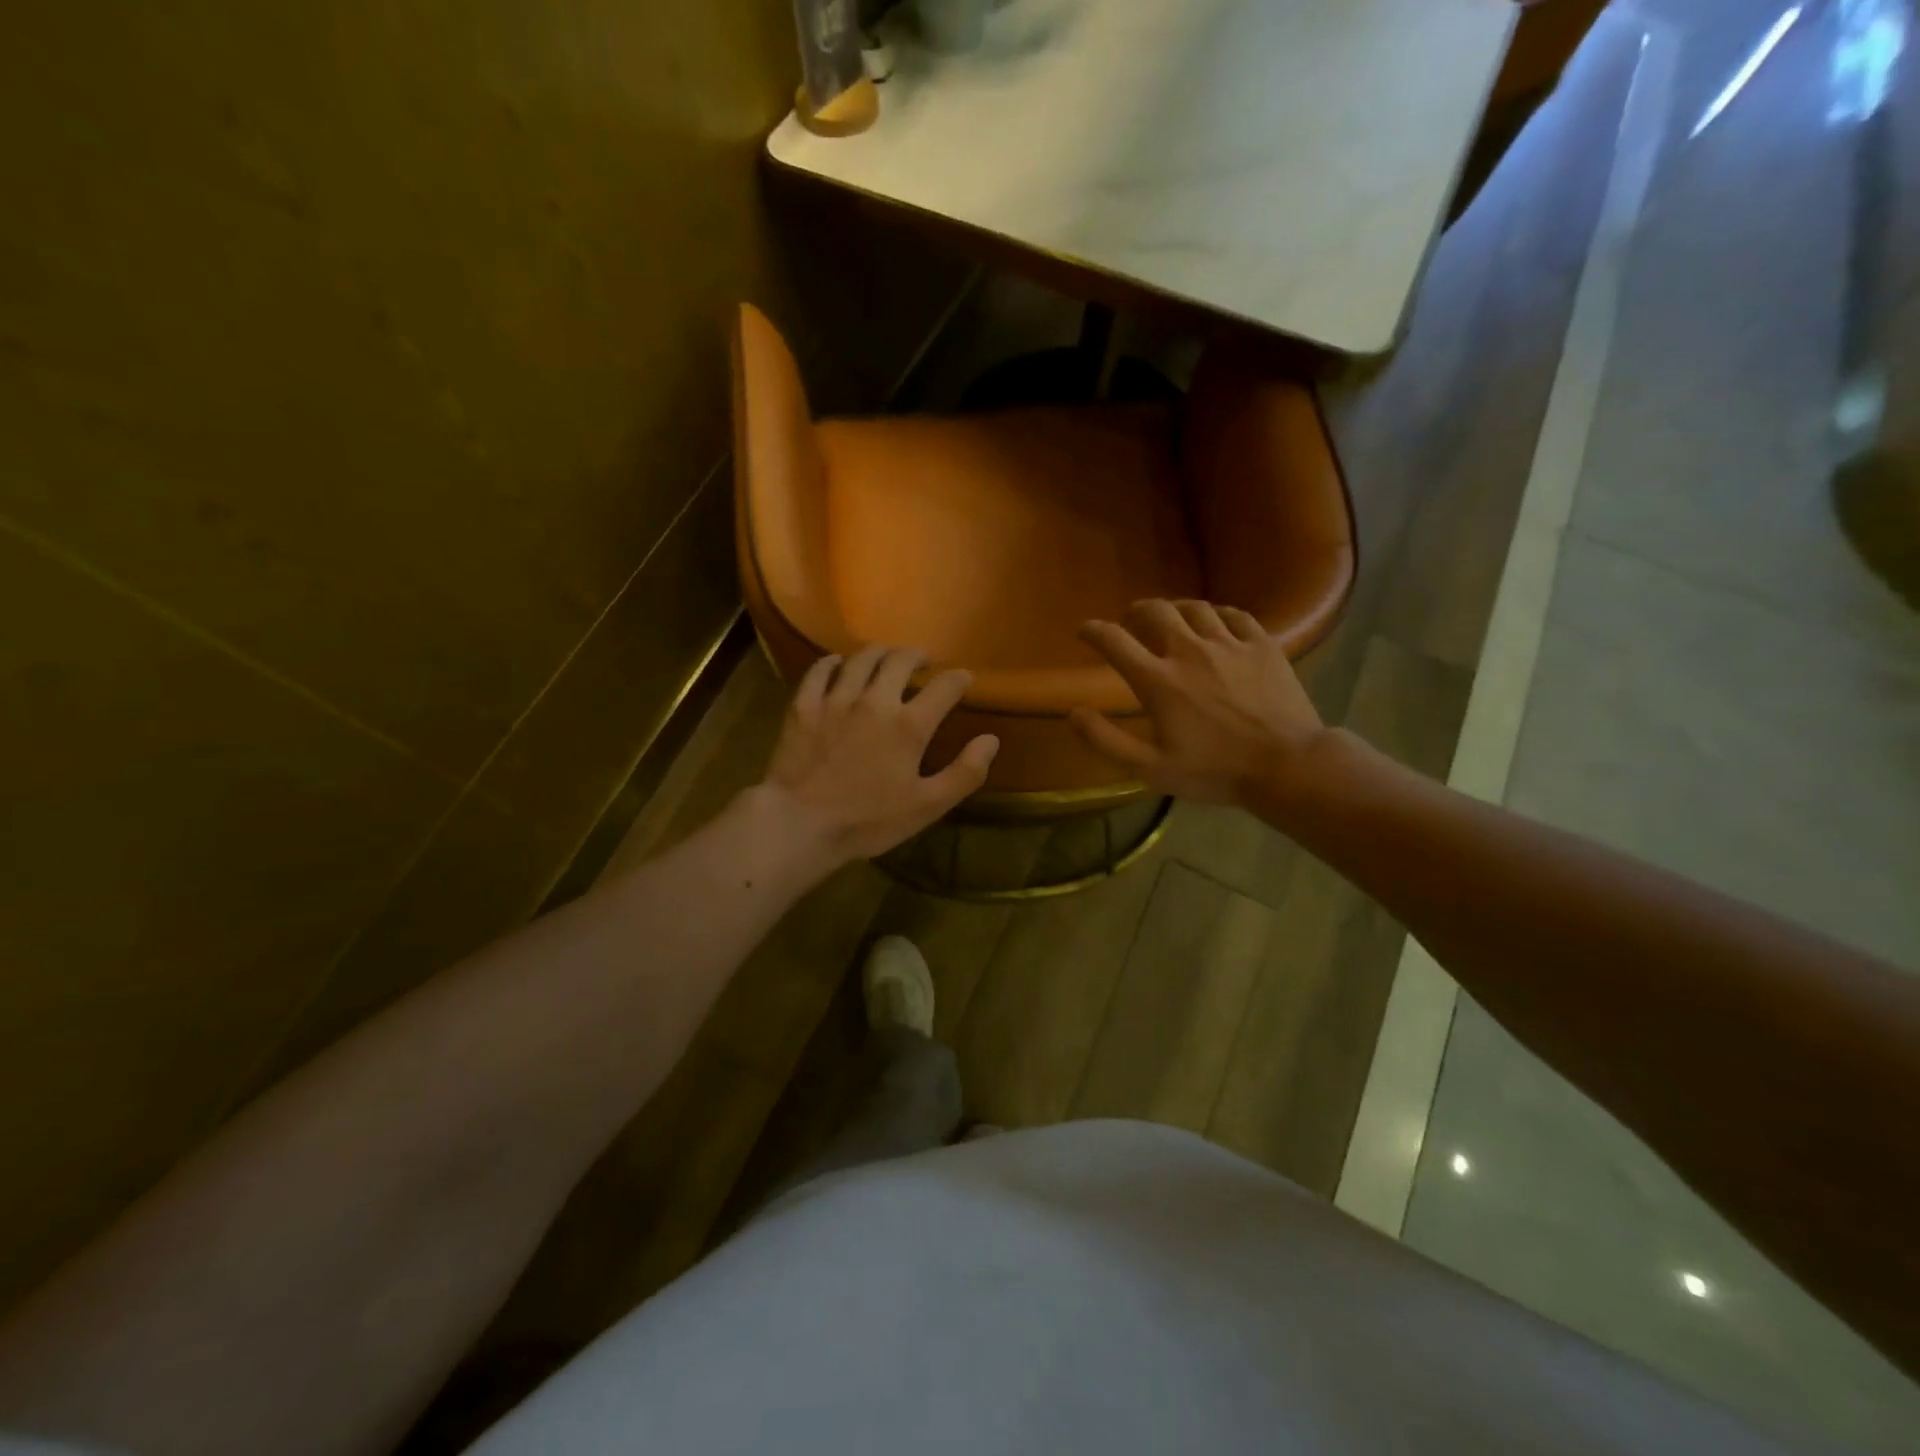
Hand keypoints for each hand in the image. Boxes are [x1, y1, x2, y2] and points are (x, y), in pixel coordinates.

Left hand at [760, 646, 998, 862]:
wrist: (800, 824)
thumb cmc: (868, 820)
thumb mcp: (927, 806)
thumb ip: (964, 773)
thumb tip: (991, 739)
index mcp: (909, 725)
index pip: (944, 687)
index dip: (958, 679)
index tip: (964, 679)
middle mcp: (875, 700)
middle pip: (900, 660)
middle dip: (917, 656)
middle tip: (922, 662)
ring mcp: (835, 699)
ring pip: (860, 658)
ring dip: (878, 653)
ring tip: (885, 657)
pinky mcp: (803, 706)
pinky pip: (819, 670)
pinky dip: (833, 662)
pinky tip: (838, 664)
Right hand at [1069, 600, 1327, 805]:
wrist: (1287, 766)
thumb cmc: (1215, 772)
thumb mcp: (1150, 768)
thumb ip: (1106, 740)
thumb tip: (1073, 711)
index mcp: (1159, 680)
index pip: (1115, 641)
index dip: (1093, 631)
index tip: (1085, 631)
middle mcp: (1189, 651)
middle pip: (1155, 612)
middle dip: (1135, 611)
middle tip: (1130, 621)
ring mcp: (1229, 644)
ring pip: (1195, 608)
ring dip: (1174, 609)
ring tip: (1170, 617)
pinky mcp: (1263, 645)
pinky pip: (1235, 615)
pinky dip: (1216, 614)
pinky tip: (1214, 622)